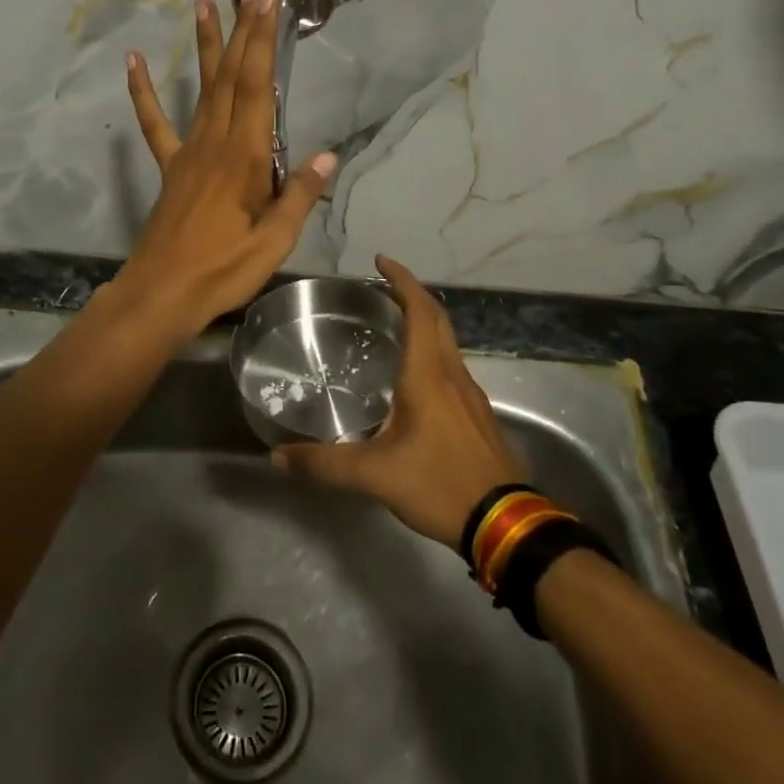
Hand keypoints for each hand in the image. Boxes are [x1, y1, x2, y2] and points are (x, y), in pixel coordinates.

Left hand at [114, 0, 335, 337]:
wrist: (163, 292)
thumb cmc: (223, 268)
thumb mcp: (274, 241)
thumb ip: (298, 195)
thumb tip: (328, 156)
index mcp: (244, 157)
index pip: (257, 88)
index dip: (263, 44)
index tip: (268, 5)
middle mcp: (215, 143)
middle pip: (230, 78)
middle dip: (242, 32)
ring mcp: (188, 153)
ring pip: (200, 91)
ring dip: (205, 48)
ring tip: (202, 6)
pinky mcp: (170, 168)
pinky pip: (155, 125)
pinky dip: (143, 93)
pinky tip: (133, 63)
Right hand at [273, 256, 524, 544]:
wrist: (506, 522)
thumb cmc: (439, 484)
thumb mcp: (375, 476)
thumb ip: (324, 464)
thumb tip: (278, 458)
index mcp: (428, 375)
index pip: (419, 311)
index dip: (402, 280)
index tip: (381, 261)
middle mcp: (453, 375)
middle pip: (437, 318)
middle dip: (412, 294)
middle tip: (383, 286)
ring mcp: (471, 395)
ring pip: (448, 343)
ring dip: (424, 323)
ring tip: (393, 325)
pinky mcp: (478, 415)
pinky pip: (453, 367)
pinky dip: (433, 352)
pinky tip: (415, 378)